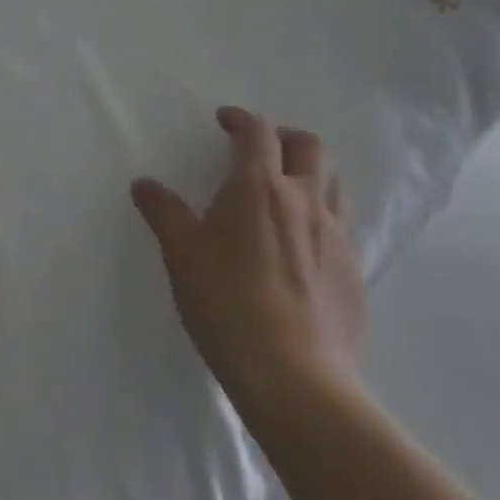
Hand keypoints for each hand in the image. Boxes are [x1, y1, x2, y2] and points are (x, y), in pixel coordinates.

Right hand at [131, 108, 367, 411]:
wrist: (296, 380)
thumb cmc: (228, 305)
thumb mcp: (182, 255)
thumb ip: (163, 212)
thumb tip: (143, 184)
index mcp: (260, 186)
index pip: (258, 131)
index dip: (240, 118)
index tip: (224, 122)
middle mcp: (305, 199)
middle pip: (309, 145)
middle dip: (284, 136)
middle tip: (260, 148)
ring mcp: (337, 235)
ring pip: (335, 181)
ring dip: (311, 170)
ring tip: (287, 187)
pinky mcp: (356, 271)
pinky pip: (344, 223)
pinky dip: (324, 212)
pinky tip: (304, 240)